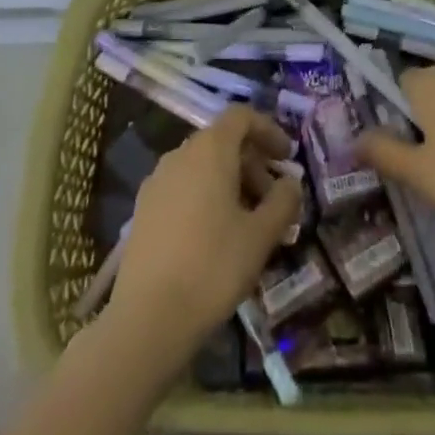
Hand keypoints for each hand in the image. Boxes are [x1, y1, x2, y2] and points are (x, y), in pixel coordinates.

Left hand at [108, 106, 302, 352]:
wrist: (147, 318)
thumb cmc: (213, 267)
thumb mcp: (261, 236)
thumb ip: (283, 201)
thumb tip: (291, 182)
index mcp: (210, 150)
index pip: (241, 116)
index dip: (268, 129)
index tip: (286, 156)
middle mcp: (180, 154)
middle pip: (222, 141)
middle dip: (252, 163)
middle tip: (273, 199)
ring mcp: (157, 181)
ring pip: (202, 166)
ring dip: (230, 181)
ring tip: (248, 221)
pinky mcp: (143, 209)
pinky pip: (183, 186)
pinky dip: (206, 196)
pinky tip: (216, 235)